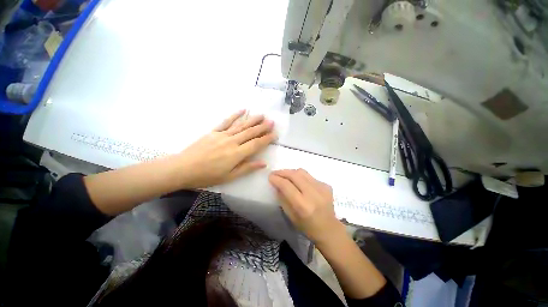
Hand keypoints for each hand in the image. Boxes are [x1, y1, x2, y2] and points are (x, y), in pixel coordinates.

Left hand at [177, 110, 276, 188]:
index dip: (266, 139)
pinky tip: (242, 110)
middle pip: (250, 132)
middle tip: (272, 121)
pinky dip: (235, 115)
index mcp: (237, 154)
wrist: (183, 168)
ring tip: (262, 115)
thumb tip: (263, 163)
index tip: (275, 134)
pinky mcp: (214, 132)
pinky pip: (226, 122)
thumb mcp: (229, 177)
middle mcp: (232, 142)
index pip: (256, 144)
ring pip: (241, 125)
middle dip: (262, 127)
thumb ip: (247, 168)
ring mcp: (222, 135)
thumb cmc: (208, 176)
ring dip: (252, 120)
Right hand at [269, 169, 343, 243]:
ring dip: (291, 172)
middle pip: (294, 175)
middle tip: (275, 173)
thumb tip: (276, 184)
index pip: (286, 185)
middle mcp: (313, 194)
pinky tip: (299, 182)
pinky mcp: (326, 185)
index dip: (276, 179)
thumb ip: (283, 198)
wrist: (329, 229)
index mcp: (303, 205)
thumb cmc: (307, 227)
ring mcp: (322, 188)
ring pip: (302, 172)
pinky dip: (301, 177)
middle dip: (282, 172)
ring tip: (285, 175)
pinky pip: (309, 176)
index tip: (270, 176)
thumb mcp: (290, 216)